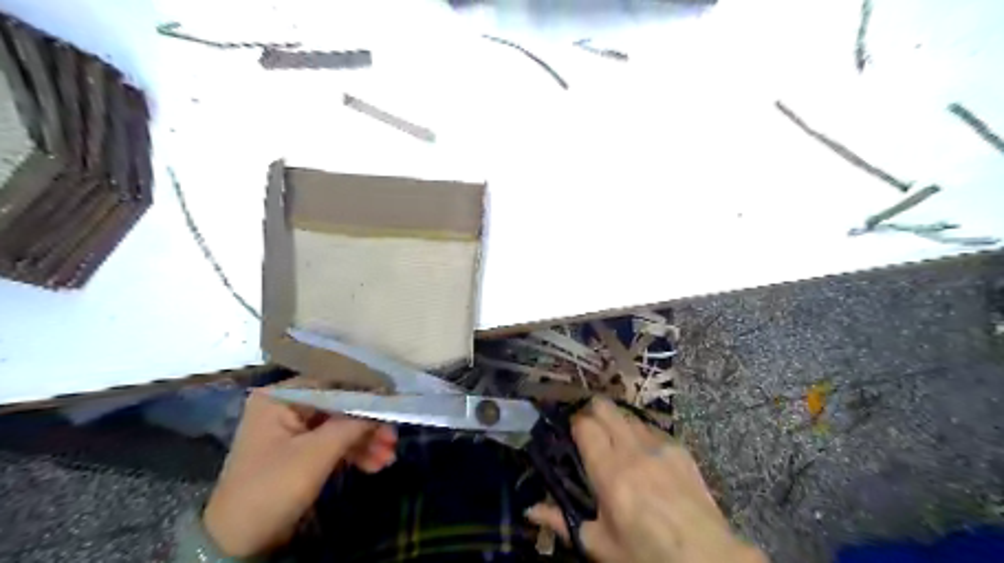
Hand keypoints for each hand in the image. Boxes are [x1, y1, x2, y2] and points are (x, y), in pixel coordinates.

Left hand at [203, 378, 396, 557]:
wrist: (238, 542)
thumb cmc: (274, 487)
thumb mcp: (317, 452)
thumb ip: (353, 423)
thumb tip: (385, 402)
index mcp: (280, 398)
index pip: (332, 383)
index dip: (365, 391)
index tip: (394, 400)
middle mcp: (286, 407)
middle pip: (339, 406)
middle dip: (367, 424)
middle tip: (393, 436)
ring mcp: (292, 431)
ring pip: (339, 426)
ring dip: (365, 441)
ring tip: (389, 456)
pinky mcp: (299, 452)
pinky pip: (332, 444)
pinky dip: (353, 453)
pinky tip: (375, 464)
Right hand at [525, 398, 769, 562]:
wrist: (709, 559)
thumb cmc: (647, 555)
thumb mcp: (600, 544)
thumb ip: (561, 521)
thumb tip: (529, 511)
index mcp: (610, 472)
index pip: (585, 425)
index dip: (574, 423)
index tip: (571, 432)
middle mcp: (633, 450)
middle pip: (605, 407)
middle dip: (591, 410)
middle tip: (588, 428)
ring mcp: (659, 445)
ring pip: (628, 414)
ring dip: (616, 420)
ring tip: (614, 439)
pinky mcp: (680, 448)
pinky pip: (651, 428)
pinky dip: (639, 433)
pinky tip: (642, 453)